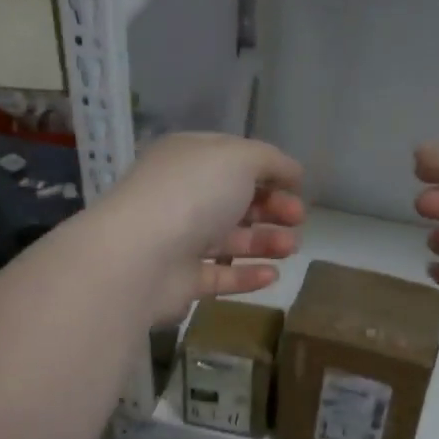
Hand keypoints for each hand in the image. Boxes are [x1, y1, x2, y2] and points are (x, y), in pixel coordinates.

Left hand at [102, 133, 304, 322]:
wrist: (140, 256)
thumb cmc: (193, 194)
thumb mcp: (239, 158)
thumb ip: (270, 160)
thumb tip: (292, 171)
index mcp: (189, 158)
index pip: (233, 159)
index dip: (268, 170)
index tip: (298, 185)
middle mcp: (181, 195)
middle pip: (234, 200)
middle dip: (271, 207)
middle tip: (298, 218)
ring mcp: (178, 239)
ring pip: (229, 239)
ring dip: (265, 241)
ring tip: (292, 247)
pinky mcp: (180, 280)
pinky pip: (219, 276)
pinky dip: (247, 275)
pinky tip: (274, 275)